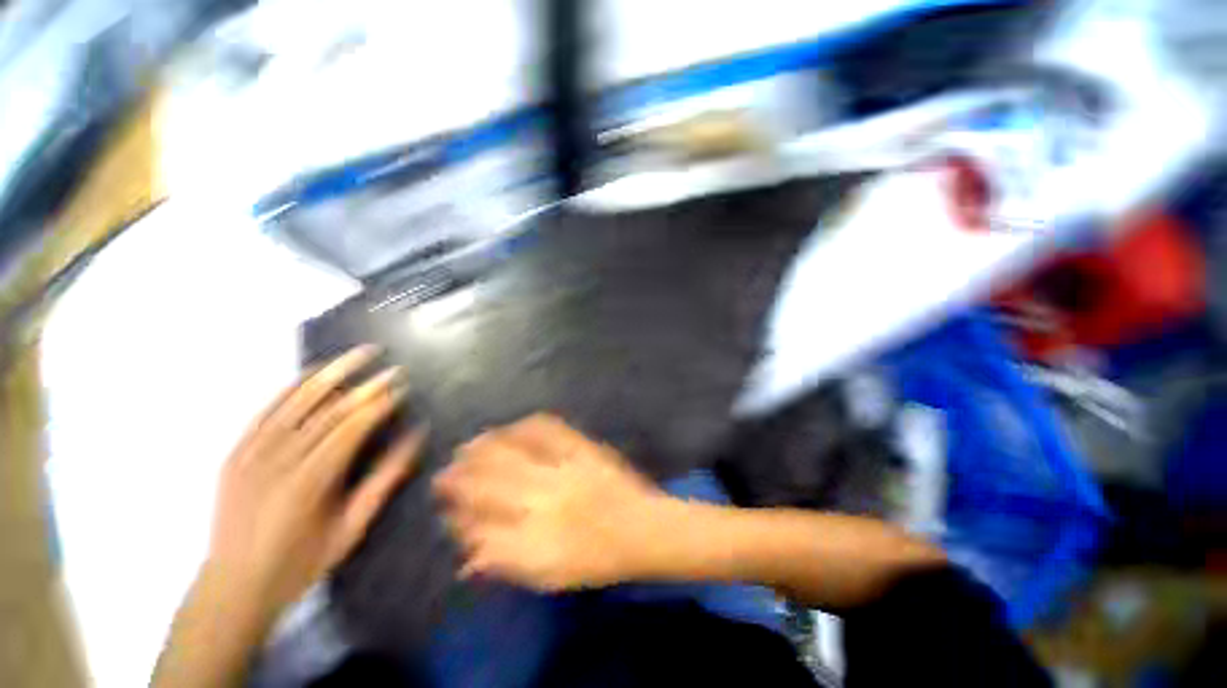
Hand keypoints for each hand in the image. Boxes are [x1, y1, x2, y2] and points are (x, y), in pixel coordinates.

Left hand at [207, 346, 425, 617]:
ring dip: (330, 374)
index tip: (401, 386)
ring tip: (357, 354)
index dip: (378, 404)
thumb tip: (415, 438)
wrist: (233, 586)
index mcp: (309, 484)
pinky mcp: (236, 452)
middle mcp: (277, 461)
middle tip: (389, 365)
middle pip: (327, 411)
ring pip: (296, 402)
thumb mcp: (351, 528)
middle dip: (363, 385)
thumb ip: (383, 480)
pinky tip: (311, 372)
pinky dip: (290, 388)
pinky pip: (265, 411)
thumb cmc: (301, 562)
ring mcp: (251, 454)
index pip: (351, 429)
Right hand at [434, 414, 669, 590]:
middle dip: (461, 477)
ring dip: (485, 449)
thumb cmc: (597, 559)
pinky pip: (549, 430)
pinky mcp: (583, 449)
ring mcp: (564, 468)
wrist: (642, 528)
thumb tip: (468, 555)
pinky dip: (526, 426)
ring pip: (513, 454)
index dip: (458, 514)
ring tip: (468, 445)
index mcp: (535, 538)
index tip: (444, 507)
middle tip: (444, 471)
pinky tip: (512, 427)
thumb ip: (506, 563)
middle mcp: (544, 500)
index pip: (481, 525)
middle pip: (490, 483)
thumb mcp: (550, 576)